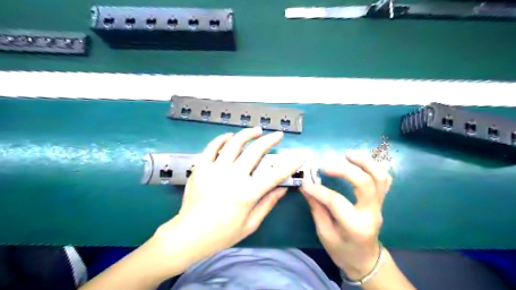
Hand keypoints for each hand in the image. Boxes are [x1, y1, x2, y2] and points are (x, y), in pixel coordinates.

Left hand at [155, 128, 302, 265]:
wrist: (189, 234)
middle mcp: (233, 177)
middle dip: (270, 140)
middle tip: (277, 135)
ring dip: (247, 134)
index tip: (298, 156)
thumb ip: (267, 204)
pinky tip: (229, 136)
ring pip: (234, 143)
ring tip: (256, 130)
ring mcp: (215, 169)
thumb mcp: (250, 224)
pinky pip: (212, 147)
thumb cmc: (222, 233)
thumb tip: (282, 189)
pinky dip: (222, 139)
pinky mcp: (201, 168)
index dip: (289, 164)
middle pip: (255, 151)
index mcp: (248, 193)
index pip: (275, 174)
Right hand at [301, 150, 393, 279]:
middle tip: (326, 164)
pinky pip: (383, 180)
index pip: (336, 201)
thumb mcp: (324, 233)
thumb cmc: (342, 250)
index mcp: (356, 226)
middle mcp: (371, 212)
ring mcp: (379, 205)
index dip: (319, 190)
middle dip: (345, 170)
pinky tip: (360, 160)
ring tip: (347, 153)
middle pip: (365, 183)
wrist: (365, 259)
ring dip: (364, 162)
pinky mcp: (380, 200)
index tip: (305, 183)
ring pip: (379, 177)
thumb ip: (316, 208)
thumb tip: (306, 186)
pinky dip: (374, 167)